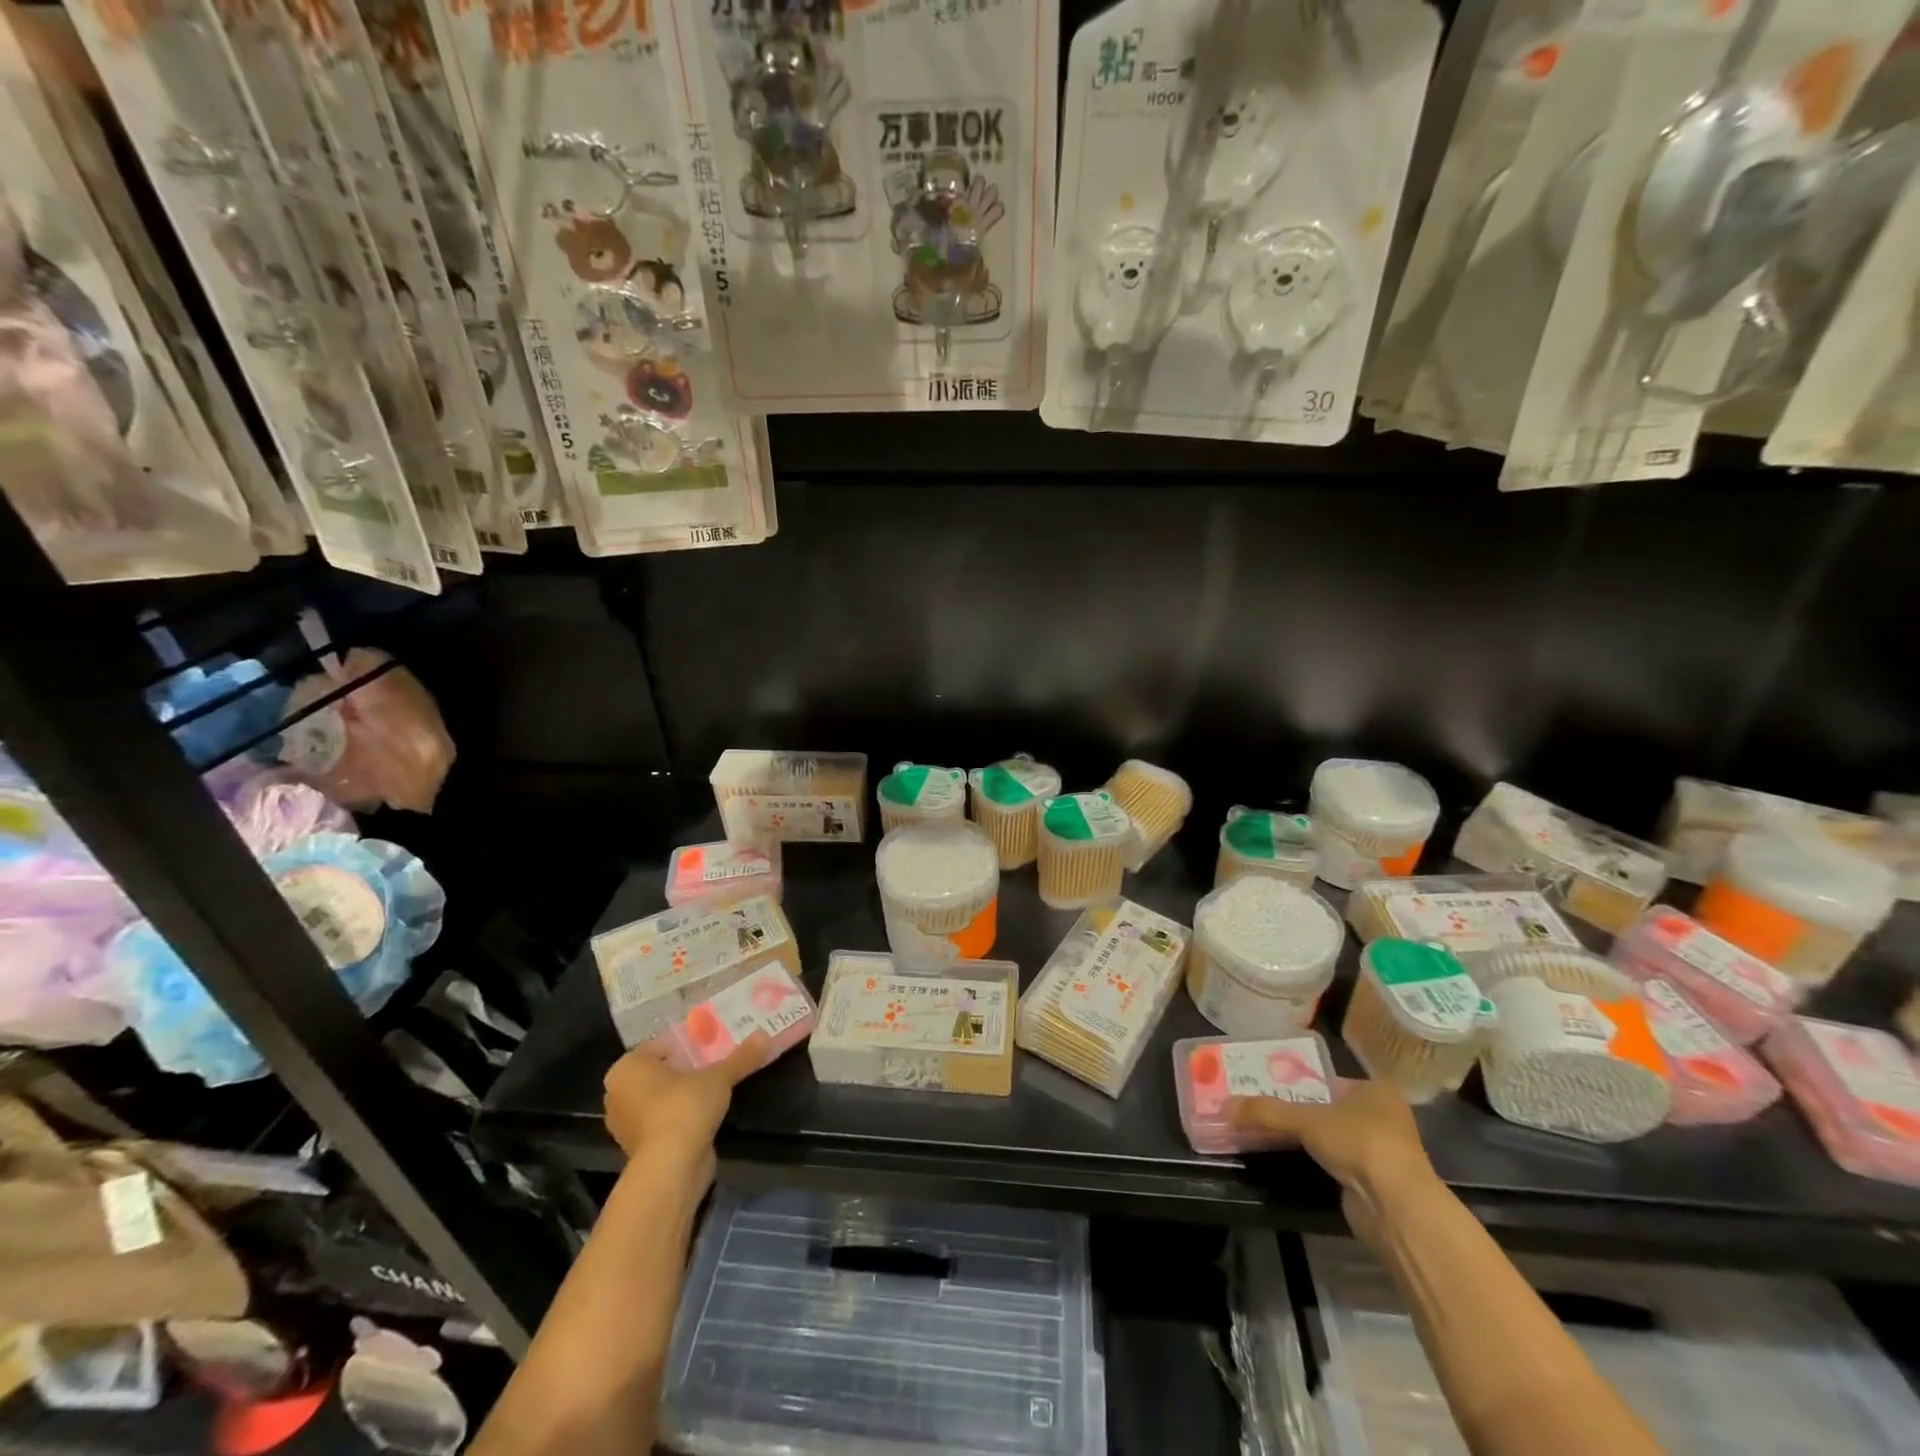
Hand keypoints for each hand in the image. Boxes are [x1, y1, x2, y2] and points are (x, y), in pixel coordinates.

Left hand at [602, 1034, 769, 1184]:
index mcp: (627, 1067)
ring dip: (684, 1094)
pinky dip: (680, 1116)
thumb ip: (742, 1056)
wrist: (670, 1168)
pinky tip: (705, 1114)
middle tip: (717, 1062)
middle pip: (661, 1071)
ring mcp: (626, 1124)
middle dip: (687, 1068)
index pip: (662, 1045)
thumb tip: (767, 1035)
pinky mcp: (639, 1149)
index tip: (714, 1044)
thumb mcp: (719, 1076)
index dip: (689, 1043)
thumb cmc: (684, 1107)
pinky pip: (662, 1121)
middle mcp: (619, 1093)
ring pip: (661, 1097)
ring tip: (715, 1087)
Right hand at [1226, 1079, 1439, 1249]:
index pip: (1330, 1079)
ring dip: (1305, 1139)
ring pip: (1331, 1138)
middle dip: (1298, 1111)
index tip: (1269, 1085)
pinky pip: (1334, 1163)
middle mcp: (1384, 1117)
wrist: (1396, 1208)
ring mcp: (1381, 1152)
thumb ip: (1265, 1111)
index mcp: (1377, 1090)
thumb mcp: (1305, 1119)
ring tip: (1265, 1131)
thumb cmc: (1359, 1143)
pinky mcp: (1374, 1183)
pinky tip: (1286, 1159)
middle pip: (1328, 1108)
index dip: (1300, 1081)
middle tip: (1261, 1107)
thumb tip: (1224, 1107)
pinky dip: (1313, 1162)